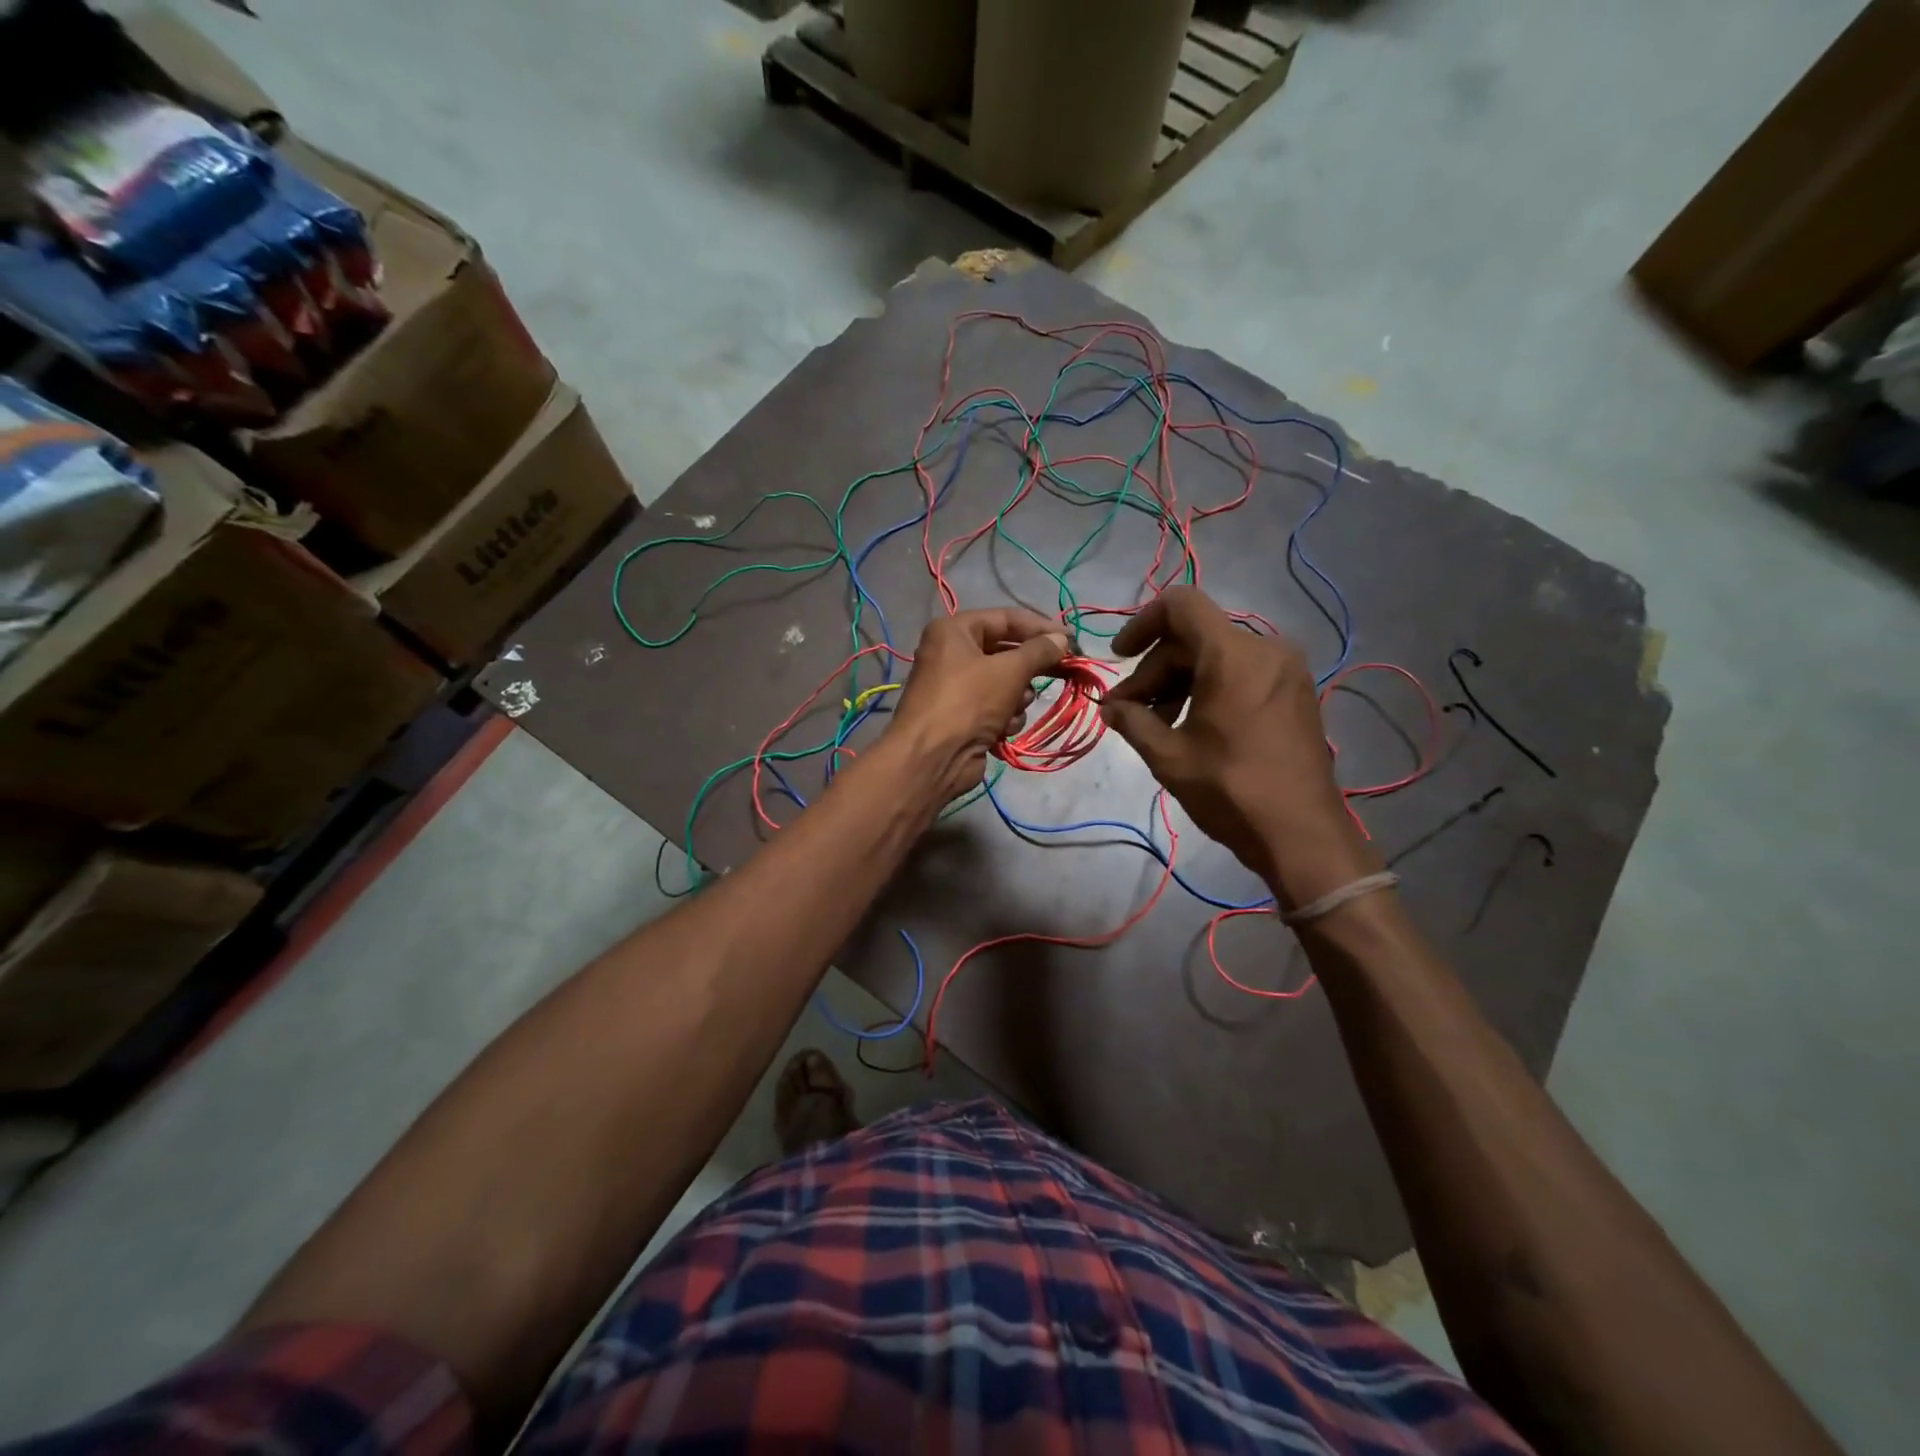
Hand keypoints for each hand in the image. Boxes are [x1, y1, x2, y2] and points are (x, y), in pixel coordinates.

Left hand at [889, 607, 1070, 802]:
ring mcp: (956, 688)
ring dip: (1017, 697)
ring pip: (1005, 683)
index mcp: (954, 631)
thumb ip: (1039, 651)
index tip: (1072, 639)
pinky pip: (995, 708)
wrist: (932, 758)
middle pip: (1005, 652)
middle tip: (1065, 671)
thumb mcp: (1009, 670)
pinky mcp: (963, 717)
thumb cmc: (968, 702)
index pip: (1006, 619)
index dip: (1041, 627)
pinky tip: (1003, 729)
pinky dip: (1004, 717)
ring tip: (1016, 707)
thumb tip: (1062, 639)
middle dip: (1031, 667)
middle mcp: (952, 654)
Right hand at [1100, 586, 1377, 908]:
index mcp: (1233, 655)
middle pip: (1194, 636)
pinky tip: (1192, 724)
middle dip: (1155, 668)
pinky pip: (1241, 671)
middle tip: (1128, 711)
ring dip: (1179, 680)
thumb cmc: (1231, 791)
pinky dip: (1209, 687)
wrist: (1301, 834)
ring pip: (1216, 655)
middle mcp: (1265, 648)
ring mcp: (1286, 669)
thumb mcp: (1169, 757)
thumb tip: (1109, 707)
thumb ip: (1132, 721)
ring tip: (1157, 724)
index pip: (1179, 605)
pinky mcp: (1295, 690)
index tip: (1120, 658)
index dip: (1141, 624)